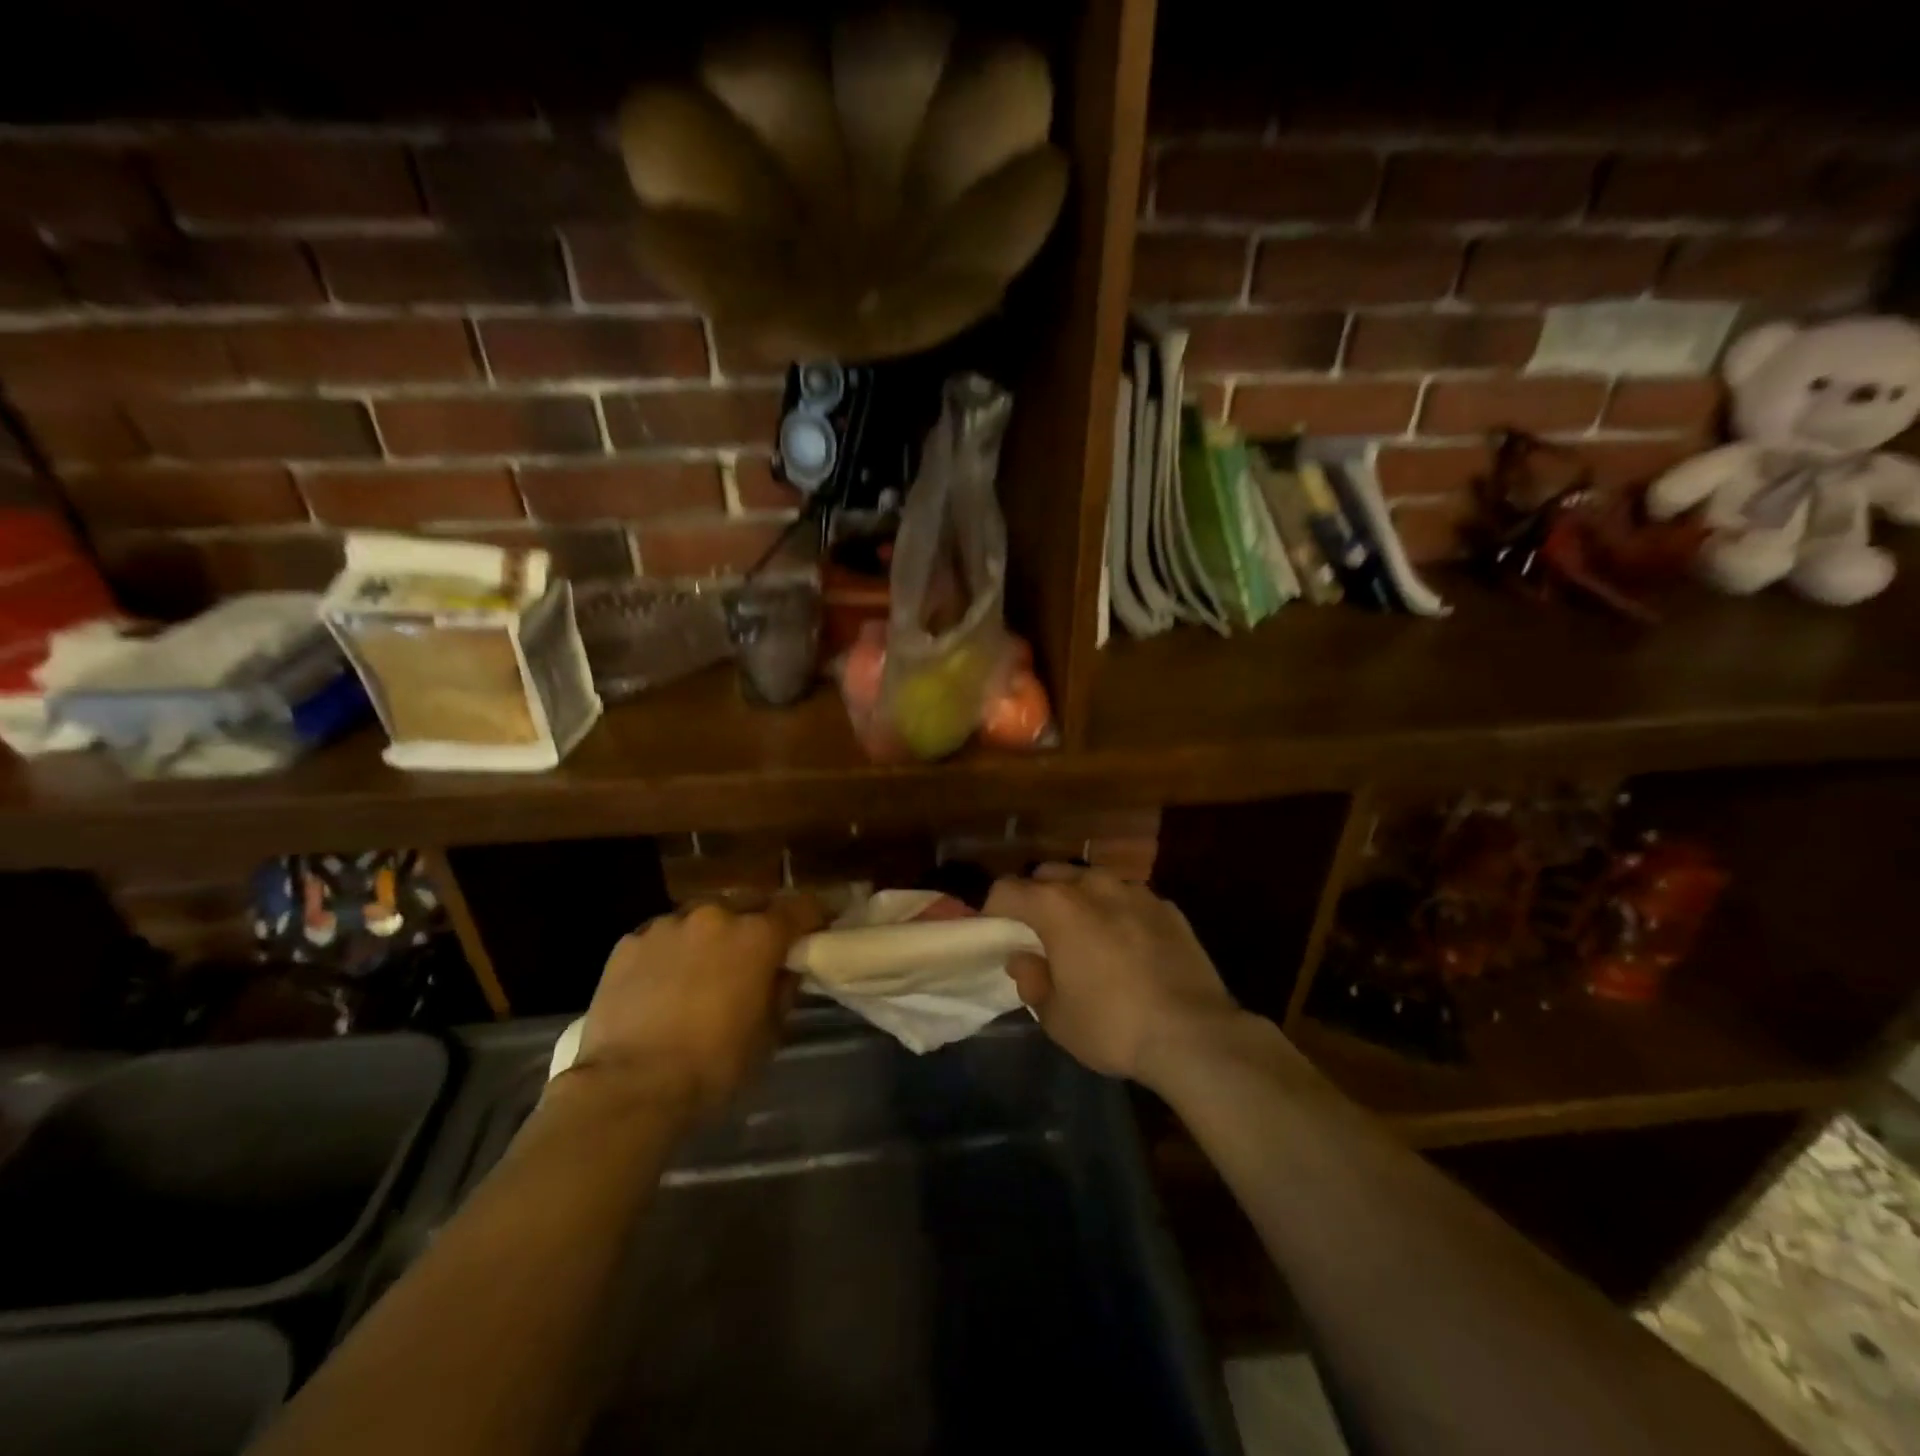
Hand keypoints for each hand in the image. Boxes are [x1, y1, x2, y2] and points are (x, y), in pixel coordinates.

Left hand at [569, 896, 823, 1119]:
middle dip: (759, 921)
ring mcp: (667, 925)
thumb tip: (785, 968)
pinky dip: (672, 950)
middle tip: (758, 950)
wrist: (629, 1088)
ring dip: (712, 934)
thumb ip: (782, 989)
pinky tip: (664, 982)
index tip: (822, 923)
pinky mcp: (628, 942)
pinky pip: (663, 937)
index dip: (816, 914)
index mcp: (757, 936)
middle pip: (750, 903)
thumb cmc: (713, 1066)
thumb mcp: (768, 1034)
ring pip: (702, 916)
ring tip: (705, 966)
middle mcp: (715, 916)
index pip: (801, 907)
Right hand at [984, 866, 1240, 1087]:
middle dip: (1037, 898)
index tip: (997, 935)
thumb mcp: (1056, 1016)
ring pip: (1092, 881)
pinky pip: (1128, 899)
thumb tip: (1025, 959)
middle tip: (1040, 935)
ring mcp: (1135, 891)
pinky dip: (1117, 913)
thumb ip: (1032, 980)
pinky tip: (1128, 946)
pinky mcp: (1167, 907)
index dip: (994, 911)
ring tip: (1086, 936)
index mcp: (1056, 906)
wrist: (1194, 1033)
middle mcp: (1093, 885)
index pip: (1007, 889)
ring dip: (1079, 900)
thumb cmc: (1112, 1025)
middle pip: (1049, 875)